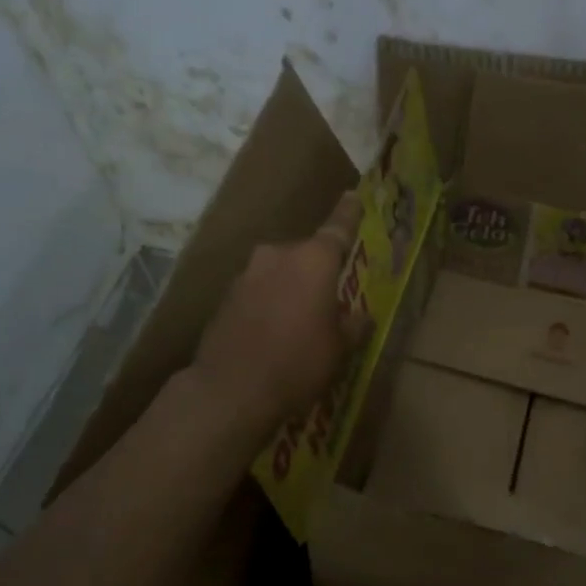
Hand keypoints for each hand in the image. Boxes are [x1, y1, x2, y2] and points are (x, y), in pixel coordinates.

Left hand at [189, 191, 370, 430]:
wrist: (230, 389)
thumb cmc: (297, 363)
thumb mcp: (339, 349)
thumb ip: (352, 325)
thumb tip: (358, 315)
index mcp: (314, 261)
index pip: (338, 228)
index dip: (349, 213)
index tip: (354, 196)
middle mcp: (278, 255)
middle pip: (306, 254)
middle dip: (318, 271)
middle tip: (330, 299)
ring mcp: (248, 273)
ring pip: (280, 272)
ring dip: (292, 288)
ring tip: (300, 321)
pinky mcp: (226, 295)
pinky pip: (259, 290)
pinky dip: (270, 302)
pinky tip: (274, 331)